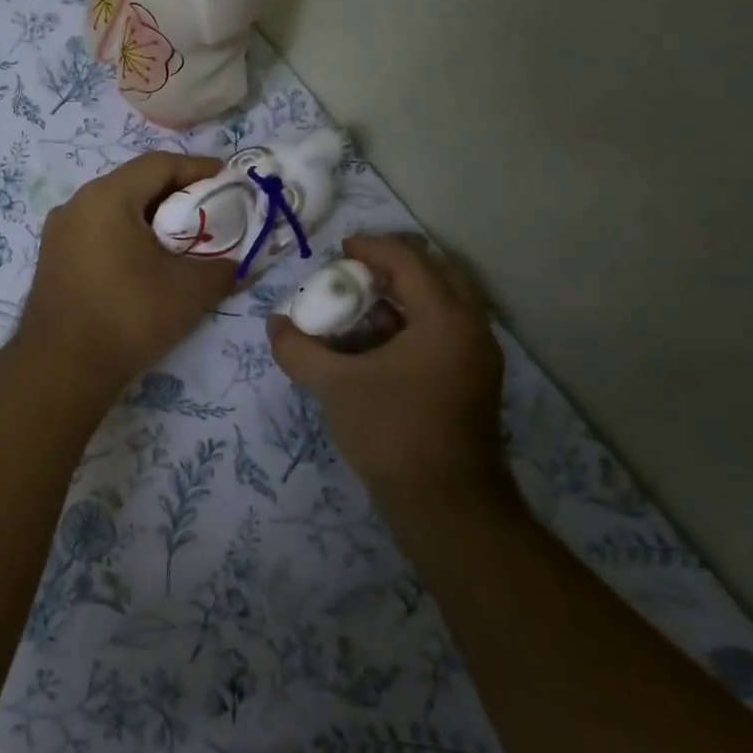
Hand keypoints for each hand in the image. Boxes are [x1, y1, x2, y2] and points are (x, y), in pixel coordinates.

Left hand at [18, 152, 236, 394]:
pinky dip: (128, 235)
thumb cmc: (128, 316)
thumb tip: (241, 264)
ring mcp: (59, 231)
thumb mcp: (189, 290)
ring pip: (115, 208)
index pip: (160, 164)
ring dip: (152, 217)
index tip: (229, 182)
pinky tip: (148, 261)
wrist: (62, 368)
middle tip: (211, 211)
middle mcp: (77, 204)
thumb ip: (223, 268)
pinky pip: (98, 231)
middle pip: (135, 183)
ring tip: (183, 238)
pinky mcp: (53, 258)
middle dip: (177, 194)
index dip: (199, 169)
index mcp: (107, 197)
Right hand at [267, 232, 507, 501]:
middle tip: (353, 271)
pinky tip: (377, 343)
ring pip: (442, 304)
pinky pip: (444, 331)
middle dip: (392, 266)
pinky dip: (413, 322)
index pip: (409, 261)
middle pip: (435, 273)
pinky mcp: (473, 380)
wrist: (445, 504)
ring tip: (360, 305)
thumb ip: (299, 349)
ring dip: (403, 295)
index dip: (371, 247)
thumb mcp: (334, 386)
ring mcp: (477, 356)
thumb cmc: (391, 432)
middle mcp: (471, 328)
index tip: (339, 249)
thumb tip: (275, 324)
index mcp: (445, 319)